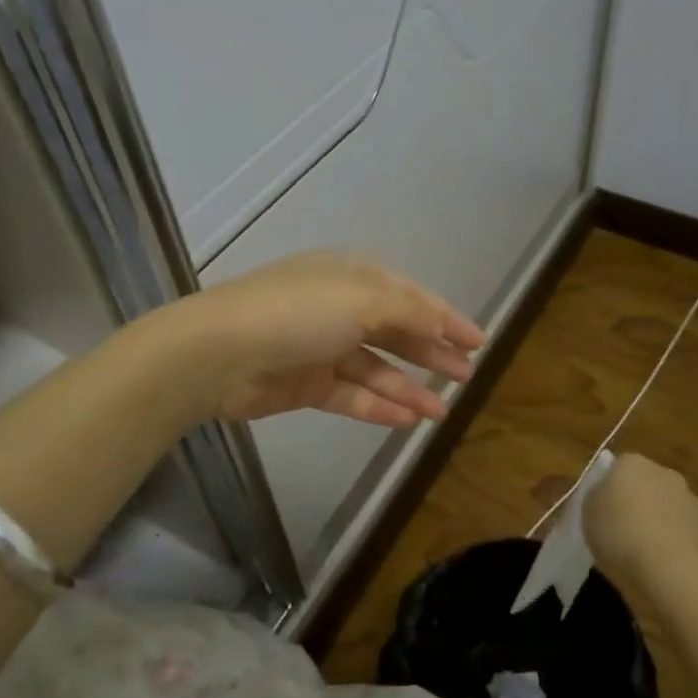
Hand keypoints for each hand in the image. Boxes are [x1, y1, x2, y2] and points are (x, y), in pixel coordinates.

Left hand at [156, 252, 485, 427]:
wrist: (219, 353)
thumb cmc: (297, 313)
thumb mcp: (361, 299)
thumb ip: (408, 311)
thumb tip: (440, 325)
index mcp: (351, 277)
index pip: (410, 296)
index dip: (445, 317)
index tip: (478, 341)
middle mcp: (339, 309)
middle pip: (396, 332)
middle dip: (431, 352)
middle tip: (465, 375)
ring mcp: (321, 348)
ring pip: (376, 369)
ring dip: (408, 387)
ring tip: (442, 411)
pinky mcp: (306, 384)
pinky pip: (351, 395)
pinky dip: (377, 407)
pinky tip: (406, 420)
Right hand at [584, 454, 697, 592]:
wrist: (674, 571)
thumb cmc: (620, 535)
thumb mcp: (587, 514)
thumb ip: (597, 497)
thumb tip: (607, 495)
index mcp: (632, 464)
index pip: (618, 466)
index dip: (609, 489)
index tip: (602, 511)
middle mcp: (665, 474)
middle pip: (647, 485)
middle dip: (638, 503)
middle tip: (622, 531)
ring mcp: (692, 502)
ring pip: (670, 509)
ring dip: (660, 523)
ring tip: (645, 554)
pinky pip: (687, 534)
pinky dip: (678, 546)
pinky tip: (668, 568)